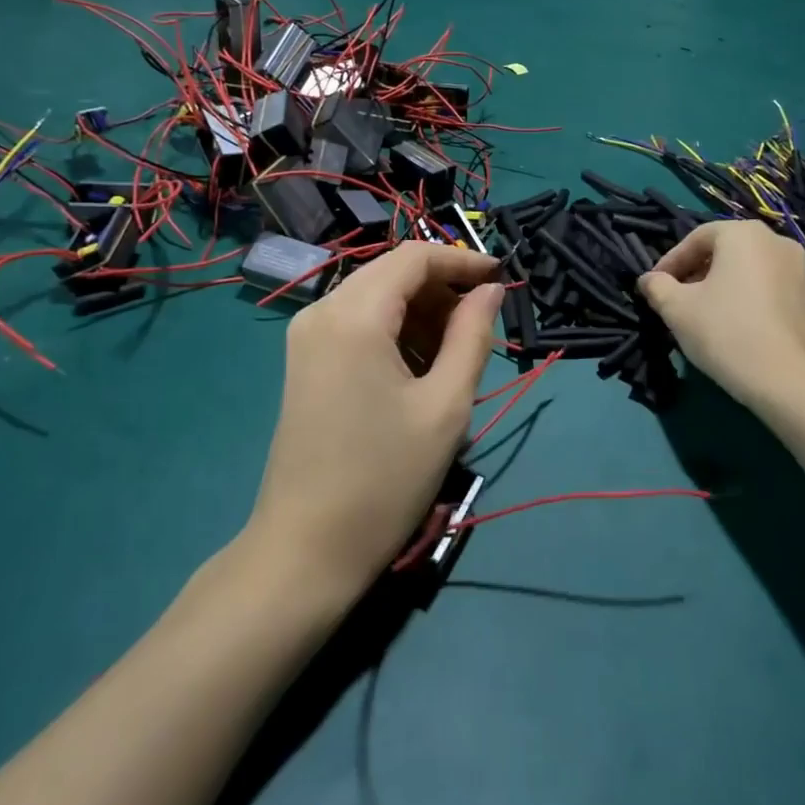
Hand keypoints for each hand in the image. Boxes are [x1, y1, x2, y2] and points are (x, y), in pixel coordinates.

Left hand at [245, 243, 501, 600]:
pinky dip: (393, 330)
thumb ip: (473, 336)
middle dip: (442, 289)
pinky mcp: (304, 360)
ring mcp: (306, 336)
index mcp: (354, 315)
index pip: (414, 257)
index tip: (501, 279)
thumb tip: (491, 290)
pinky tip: (418, 368)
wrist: (306, 548)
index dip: (462, 261)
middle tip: (482, 325)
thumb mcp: (445, 406)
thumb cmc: (385, 479)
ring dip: (419, 312)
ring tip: (454, 354)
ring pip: (374, 297)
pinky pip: (356, 323)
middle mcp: (321, 311)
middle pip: (392, 273)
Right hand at [638, 221, 804, 408]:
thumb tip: (649, 280)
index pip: (696, 238)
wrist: (792, 383)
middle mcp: (778, 244)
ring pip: (750, 274)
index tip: (654, 287)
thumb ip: (657, 287)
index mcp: (744, 235)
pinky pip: (770, 297)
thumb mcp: (677, 309)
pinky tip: (738, 334)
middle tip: (677, 301)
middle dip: (697, 274)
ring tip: (705, 319)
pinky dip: (749, 306)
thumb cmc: (726, 332)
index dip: (670, 262)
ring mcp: (802, 275)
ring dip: (724, 289)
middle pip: (726, 253)